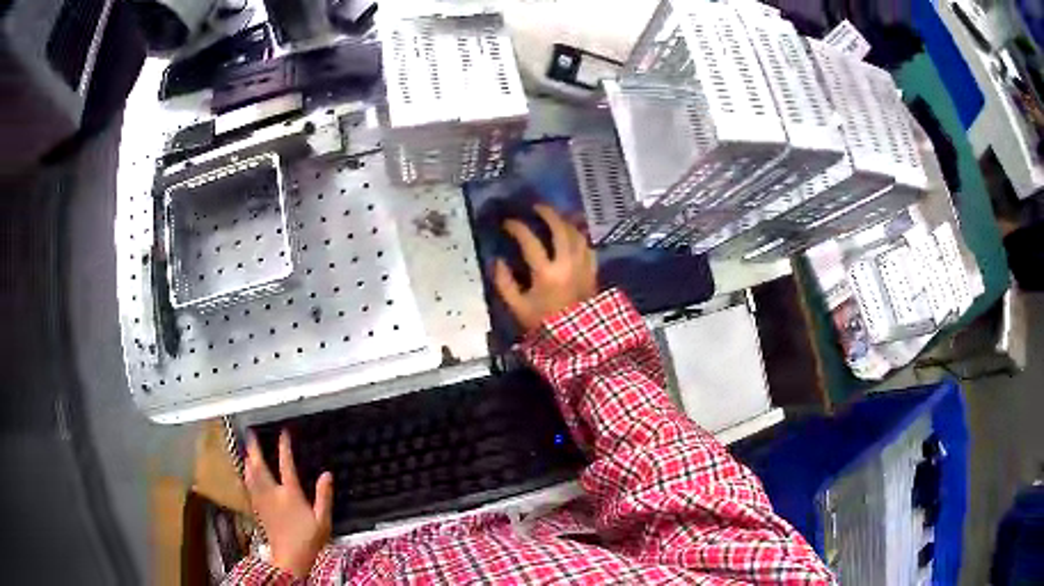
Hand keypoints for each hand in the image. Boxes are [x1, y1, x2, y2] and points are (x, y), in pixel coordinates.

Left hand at [245, 431, 332, 577]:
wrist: (290, 557)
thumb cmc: (309, 539)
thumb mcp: (323, 519)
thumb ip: (324, 496)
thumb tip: (327, 474)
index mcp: (290, 493)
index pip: (286, 465)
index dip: (284, 447)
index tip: (283, 433)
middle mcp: (273, 493)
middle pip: (260, 466)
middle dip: (255, 449)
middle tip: (250, 434)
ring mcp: (262, 500)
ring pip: (251, 475)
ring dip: (248, 460)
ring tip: (246, 449)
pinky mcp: (257, 508)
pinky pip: (248, 486)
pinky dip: (246, 475)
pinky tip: (246, 473)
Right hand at [494, 204, 597, 332]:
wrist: (578, 340)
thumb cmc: (545, 325)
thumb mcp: (518, 308)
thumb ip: (505, 284)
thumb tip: (497, 261)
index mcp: (546, 273)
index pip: (530, 241)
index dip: (517, 227)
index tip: (507, 223)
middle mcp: (567, 264)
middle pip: (560, 229)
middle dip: (547, 213)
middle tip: (536, 207)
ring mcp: (583, 266)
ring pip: (577, 234)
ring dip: (565, 221)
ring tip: (555, 216)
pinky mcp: (593, 271)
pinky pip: (588, 246)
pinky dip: (579, 236)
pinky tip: (573, 234)